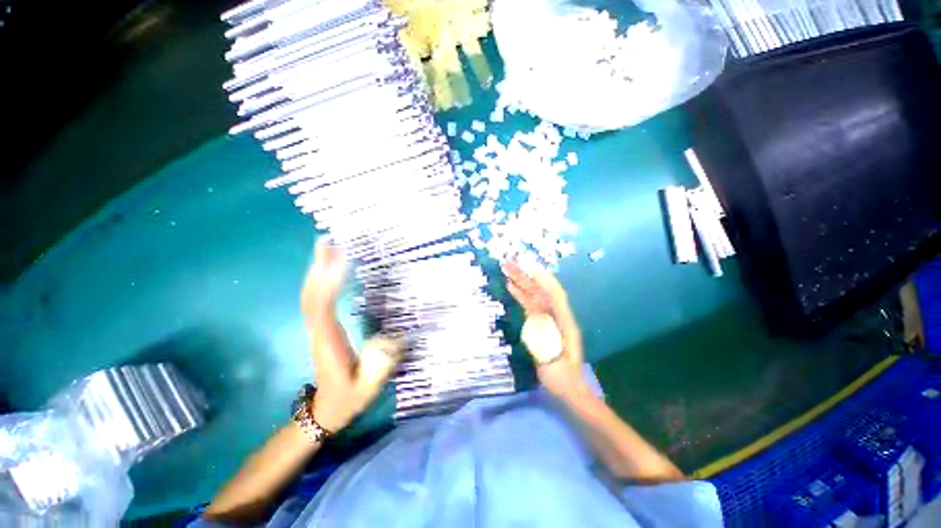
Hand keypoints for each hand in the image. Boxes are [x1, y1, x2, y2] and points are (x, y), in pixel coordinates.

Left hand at [301, 239, 402, 431]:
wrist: (326, 411)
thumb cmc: (349, 398)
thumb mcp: (368, 388)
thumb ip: (378, 366)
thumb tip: (388, 338)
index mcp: (329, 342)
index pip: (323, 308)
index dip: (329, 283)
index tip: (341, 260)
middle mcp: (318, 331)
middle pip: (311, 296)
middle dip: (318, 268)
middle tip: (326, 242)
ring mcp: (317, 329)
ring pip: (310, 296)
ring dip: (316, 271)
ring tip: (325, 248)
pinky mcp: (320, 328)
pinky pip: (316, 300)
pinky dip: (319, 282)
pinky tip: (328, 270)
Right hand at [503, 262, 587, 399]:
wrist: (568, 388)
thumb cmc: (563, 379)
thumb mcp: (556, 366)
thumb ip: (547, 345)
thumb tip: (535, 326)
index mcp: (565, 323)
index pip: (556, 297)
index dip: (544, 281)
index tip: (531, 269)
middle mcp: (557, 316)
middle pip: (542, 292)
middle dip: (527, 277)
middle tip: (509, 265)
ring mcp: (548, 318)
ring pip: (534, 296)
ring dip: (522, 283)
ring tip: (507, 271)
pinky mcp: (540, 323)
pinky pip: (530, 305)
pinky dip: (521, 295)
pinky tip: (511, 287)